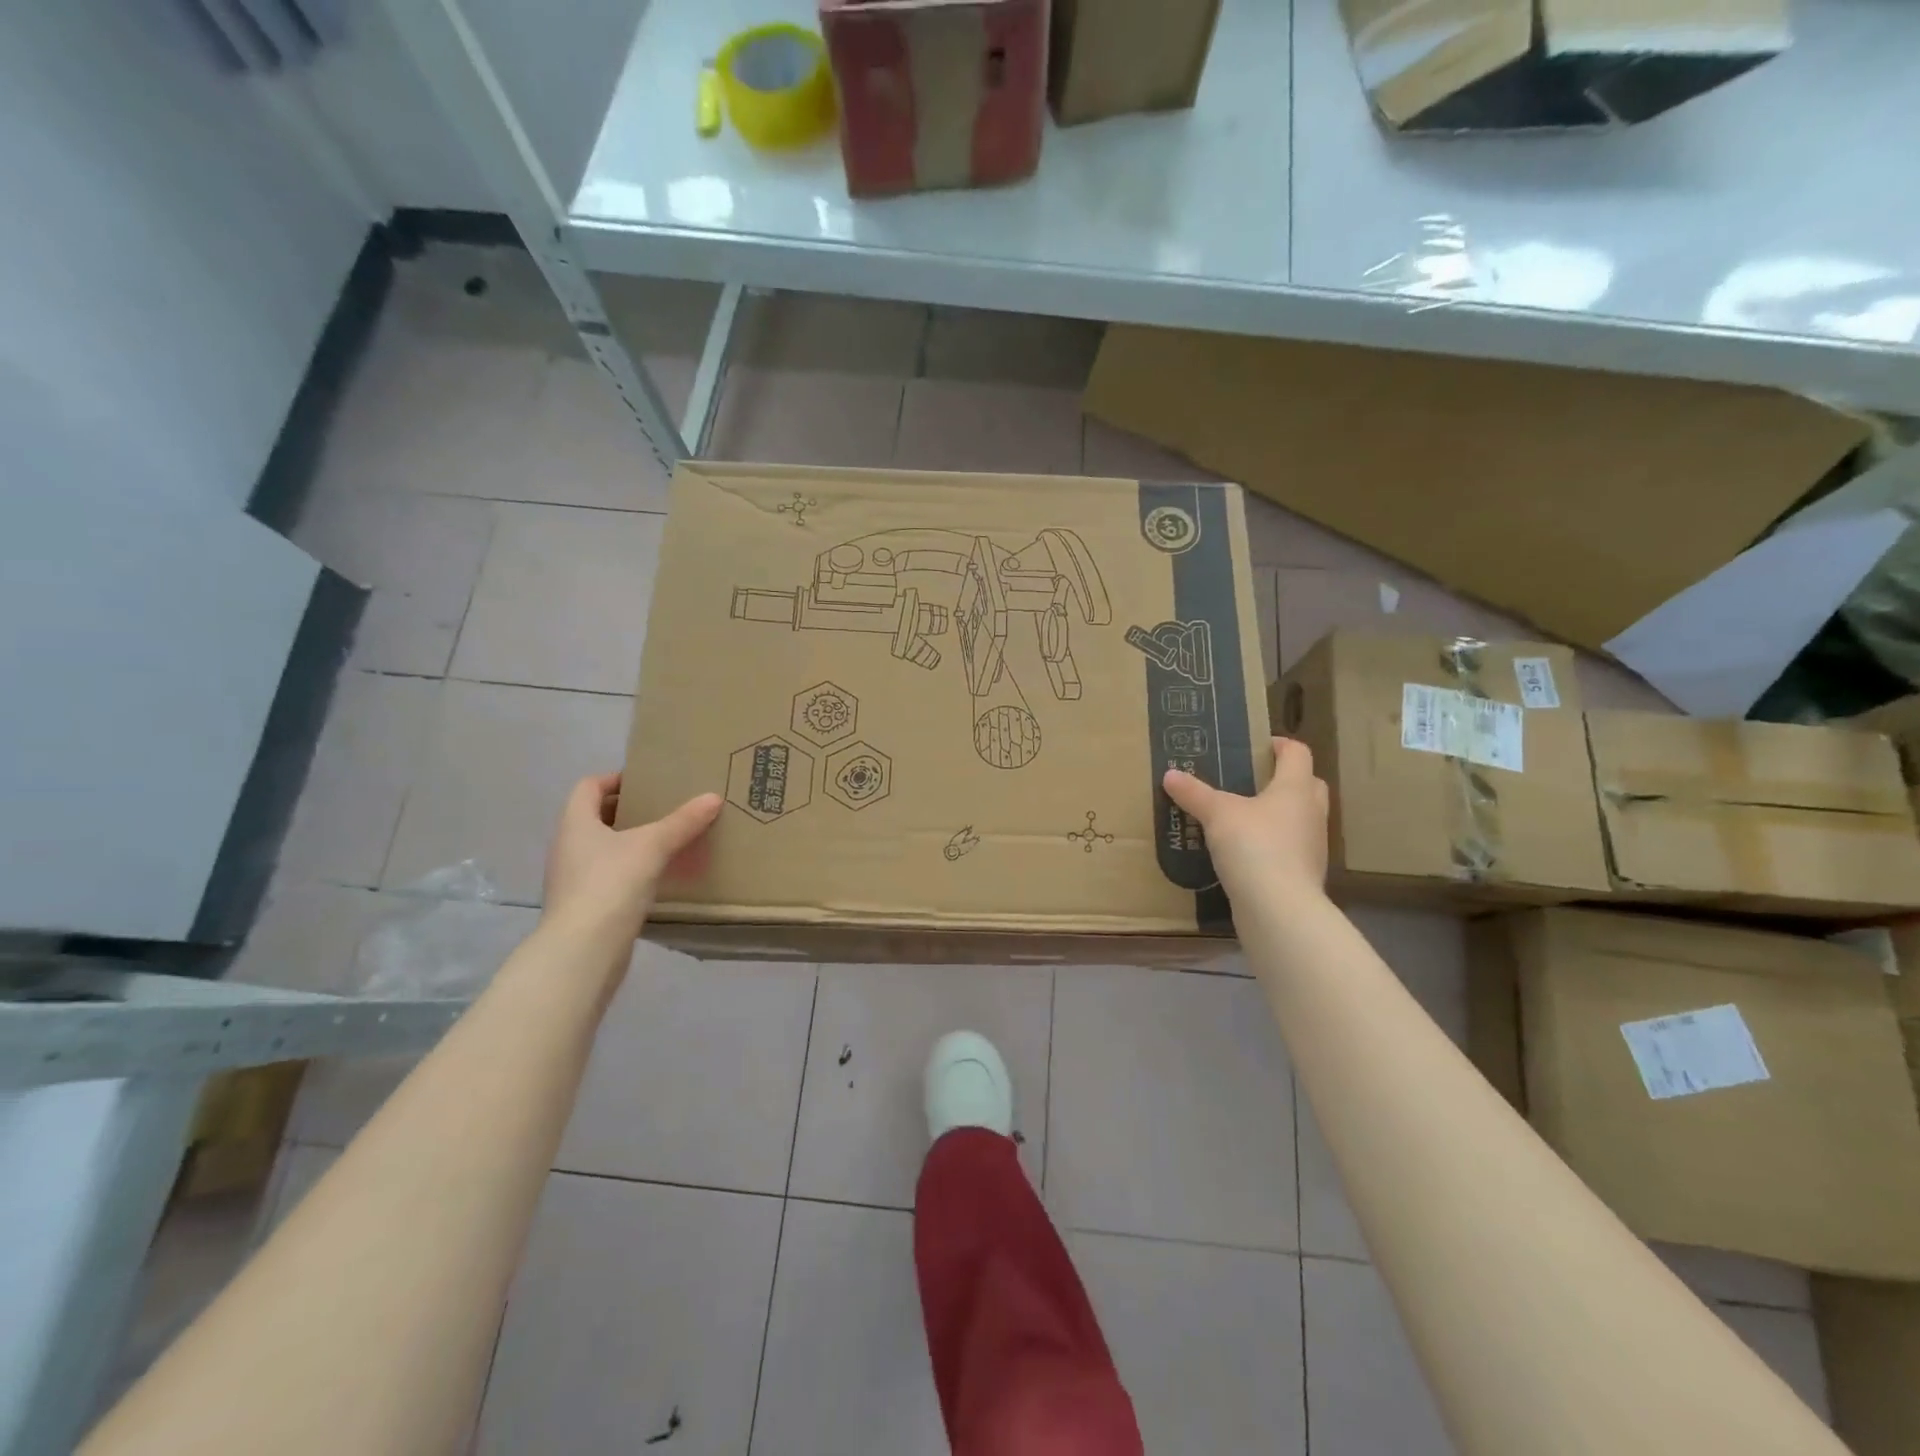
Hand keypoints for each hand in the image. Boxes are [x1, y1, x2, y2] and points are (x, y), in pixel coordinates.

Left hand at [542, 773, 722, 936]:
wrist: (583, 950)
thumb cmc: (610, 884)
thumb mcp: (653, 846)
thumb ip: (683, 822)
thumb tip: (713, 797)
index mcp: (575, 823)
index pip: (589, 786)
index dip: (615, 778)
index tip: (648, 782)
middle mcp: (568, 847)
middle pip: (596, 816)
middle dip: (629, 810)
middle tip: (665, 808)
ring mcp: (573, 879)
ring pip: (603, 848)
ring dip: (631, 841)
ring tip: (667, 841)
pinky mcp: (585, 906)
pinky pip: (609, 875)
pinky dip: (631, 869)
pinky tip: (658, 876)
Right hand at [1163, 737, 1328, 902]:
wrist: (1279, 909)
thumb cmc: (1254, 846)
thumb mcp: (1217, 814)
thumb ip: (1194, 794)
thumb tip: (1170, 774)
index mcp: (1296, 788)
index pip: (1298, 753)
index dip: (1280, 745)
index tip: (1258, 746)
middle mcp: (1311, 813)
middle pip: (1307, 784)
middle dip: (1284, 779)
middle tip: (1253, 780)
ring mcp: (1312, 846)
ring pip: (1299, 819)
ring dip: (1279, 814)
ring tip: (1243, 817)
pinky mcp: (1303, 875)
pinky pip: (1289, 848)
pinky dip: (1272, 844)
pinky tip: (1246, 852)